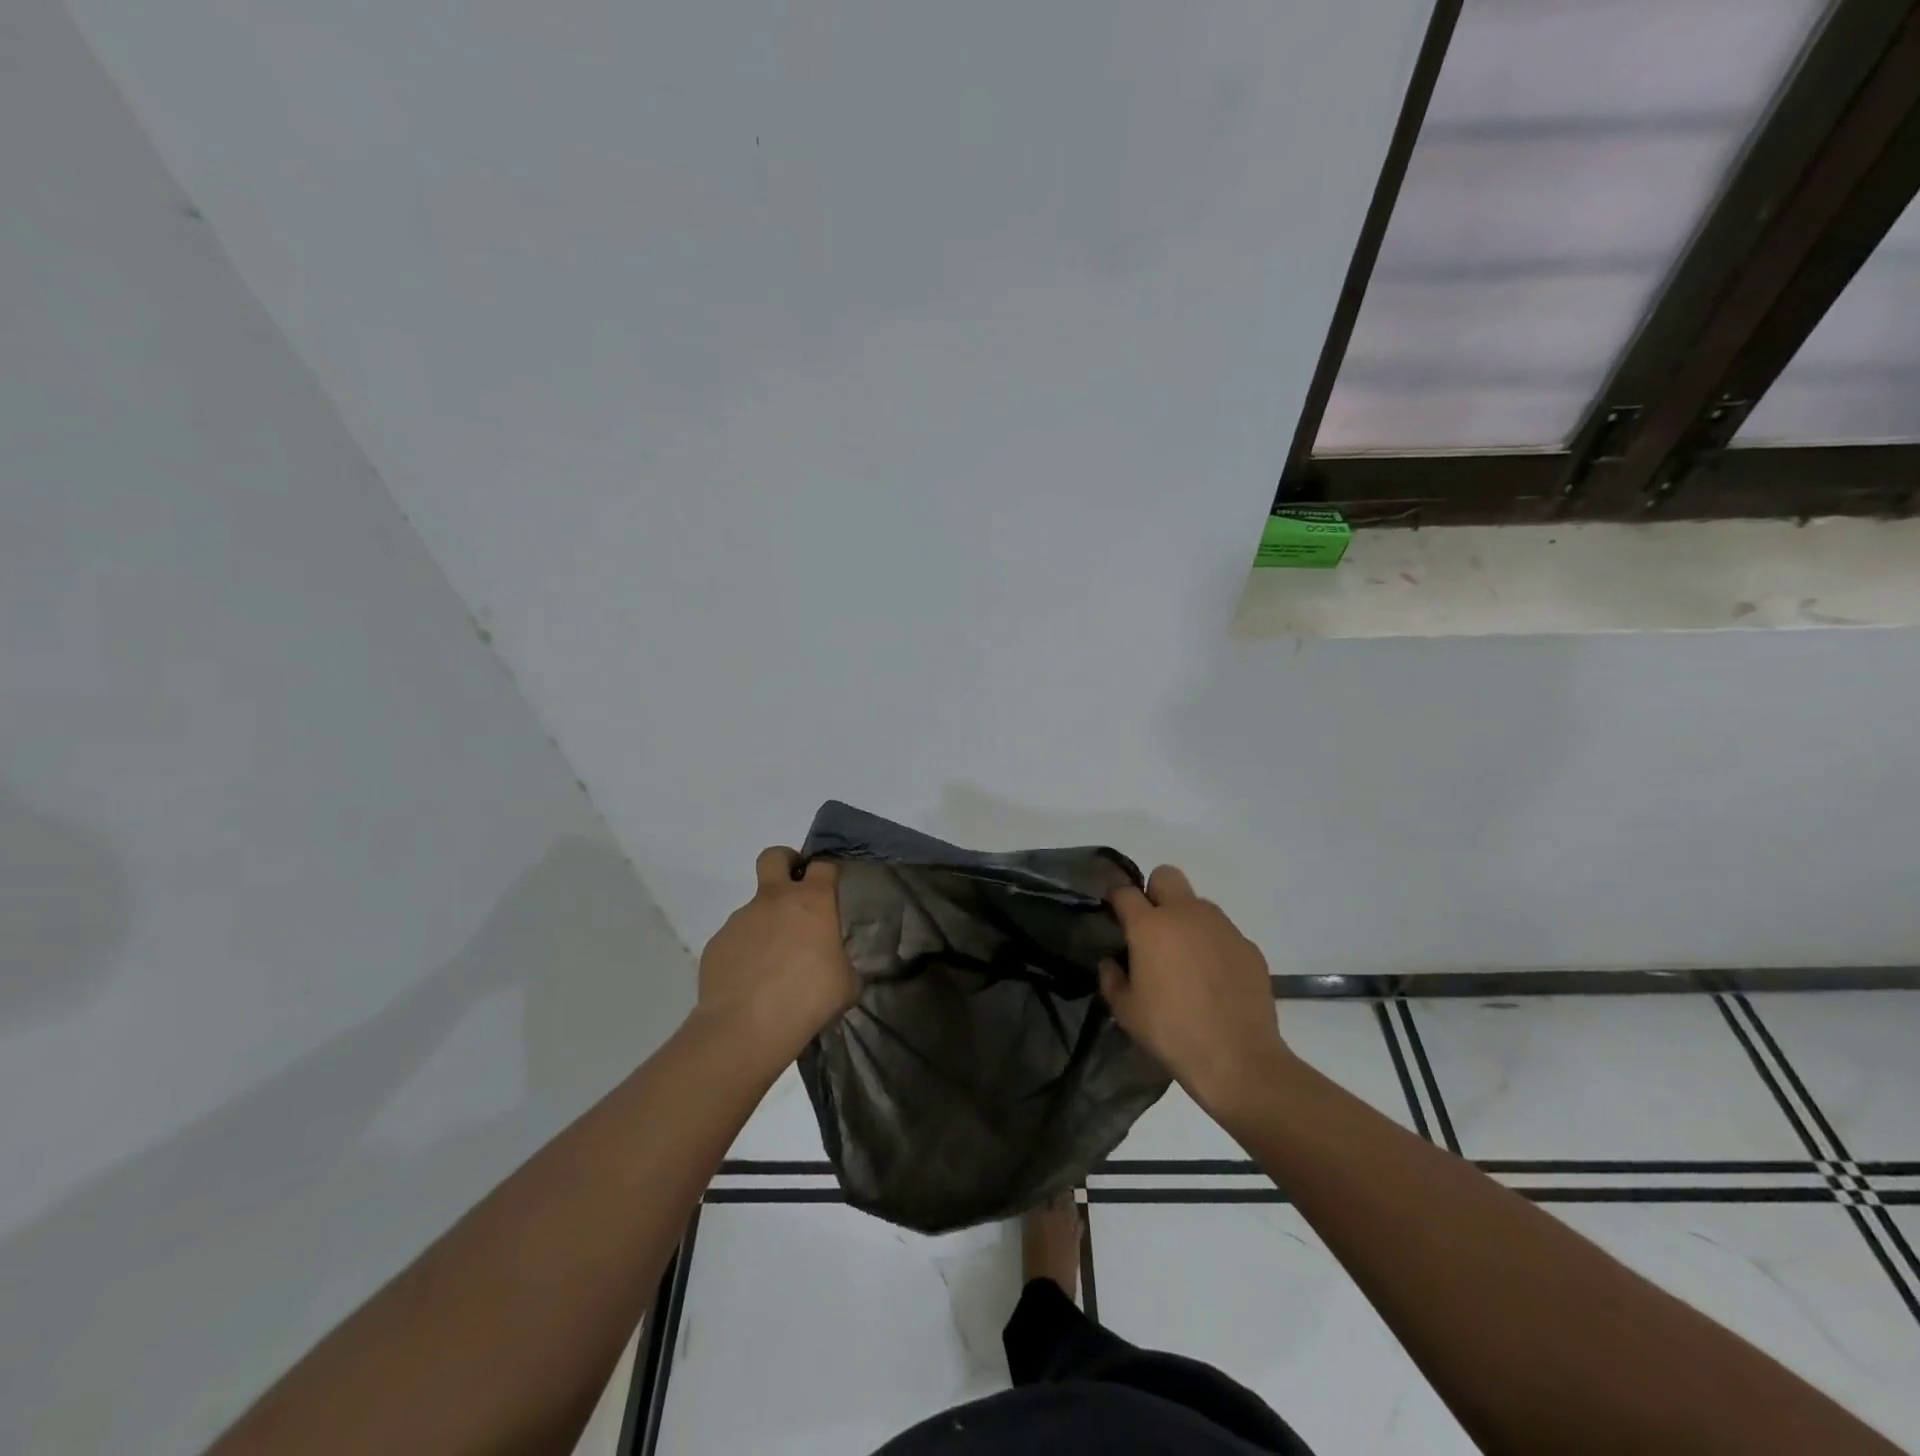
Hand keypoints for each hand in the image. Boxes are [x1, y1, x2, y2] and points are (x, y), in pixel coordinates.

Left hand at [695, 847, 857, 1066]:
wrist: (746, 1028)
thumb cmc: (808, 999)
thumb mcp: (846, 984)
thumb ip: (844, 963)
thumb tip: (838, 965)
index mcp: (812, 901)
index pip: (823, 865)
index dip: (828, 871)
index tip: (832, 886)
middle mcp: (774, 900)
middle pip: (775, 856)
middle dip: (786, 863)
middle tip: (796, 890)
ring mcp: (740, 919)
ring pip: (755, 907)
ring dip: (766, 924)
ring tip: (774, 965)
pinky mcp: (716, 943)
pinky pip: (736, 939)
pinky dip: (745, 952)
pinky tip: (752, 983)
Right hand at [1099, 865, 1291, 1116]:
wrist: (1238, 1060)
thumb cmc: (1171, 1033)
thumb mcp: (1126, 1011)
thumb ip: (1111, 978)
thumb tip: (1112, 962)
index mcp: (1150, 926)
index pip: (1124, 892)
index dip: (1115, 900)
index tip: (1114, 916)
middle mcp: (1186, 914)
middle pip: (1166, 876)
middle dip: (1154, 892)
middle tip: (1152, 928)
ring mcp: (1222, 926)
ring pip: (1198, 903)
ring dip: (1186, 920)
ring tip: (1186, 959)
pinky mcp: (1248, 946)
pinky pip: (1223, 932)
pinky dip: (1213, 945)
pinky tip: (1214, 979)